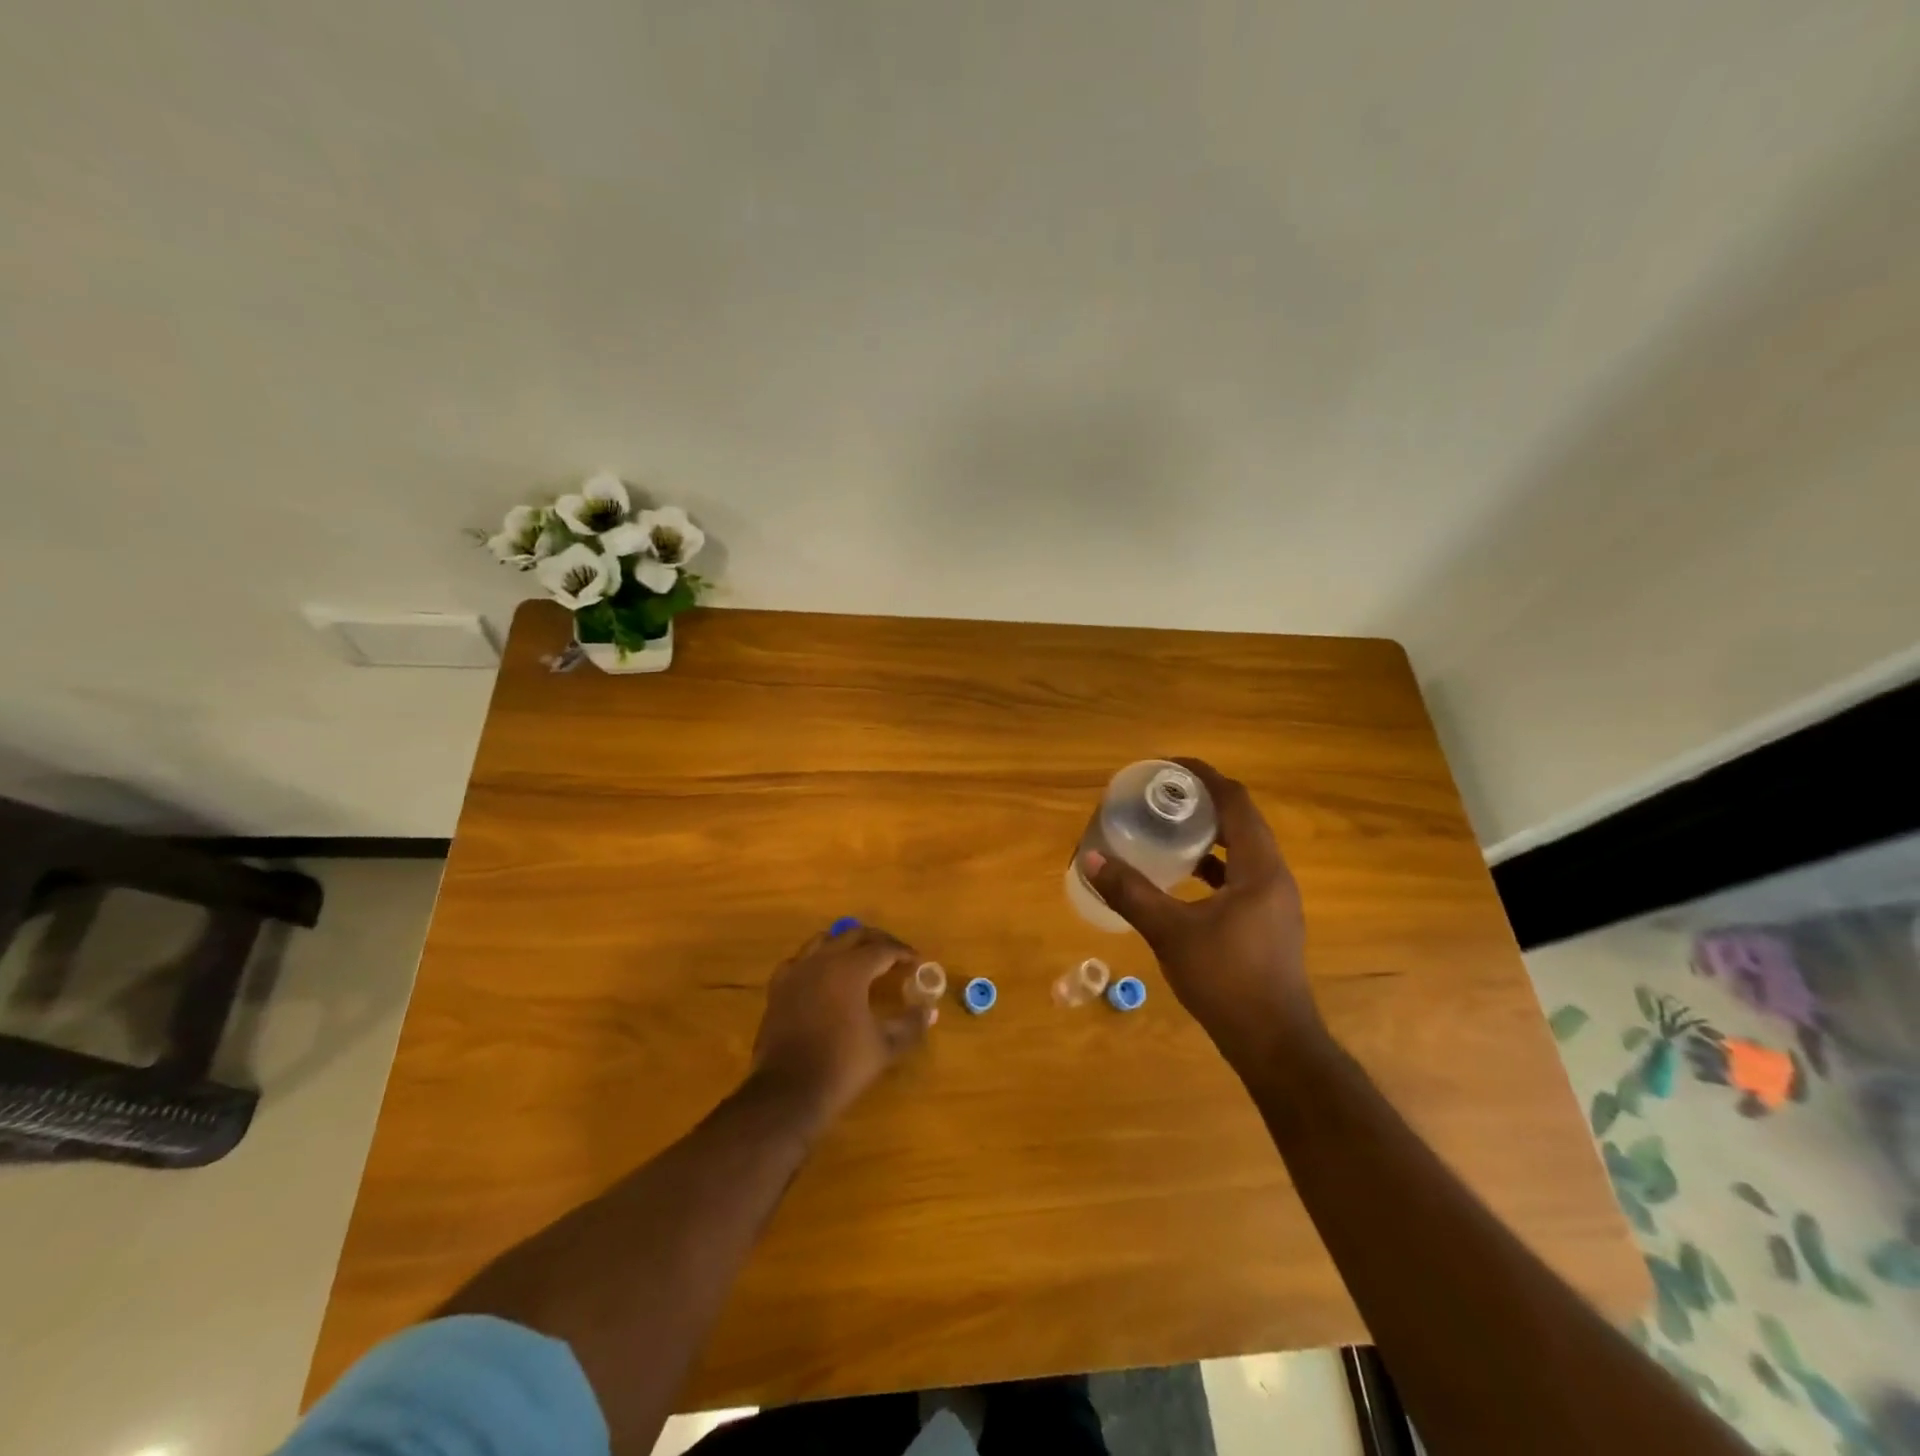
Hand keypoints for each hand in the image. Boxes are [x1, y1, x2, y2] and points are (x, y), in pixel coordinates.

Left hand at [749, 925, 933, 1127]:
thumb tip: (929, 1010)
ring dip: (845, 943)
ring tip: (860, 957)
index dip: (903, 952)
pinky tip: (822, 975)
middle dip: (877, 940)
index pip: (883, 949)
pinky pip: (799, 961)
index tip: (916, 961)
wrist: (789, 1091)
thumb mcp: (885, 1046)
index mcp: (851, 969)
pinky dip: (815, 960)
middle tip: (894, 953)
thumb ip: (911, 1024)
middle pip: (853, 935)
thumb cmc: (842, 1065)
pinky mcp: (778, 988)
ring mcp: (796, 972)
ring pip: (823, 941)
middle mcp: (822, 960)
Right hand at [1082, 758, 1319, 1067]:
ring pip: (1242, 850)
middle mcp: (1274, 876)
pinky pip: (1240, 876)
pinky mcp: (1268, 923)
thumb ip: (1131, 893)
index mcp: (1260, 868)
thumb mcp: (1171, 933)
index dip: (1204, 776)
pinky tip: (1183, 878)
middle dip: (1202, 802)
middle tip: (1161, 796)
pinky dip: (1213, 866)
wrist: (1274, 1044)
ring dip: (1208, 834)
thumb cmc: (1227, 981)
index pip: (1236, 801)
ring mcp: (1275, 902)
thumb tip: (1091, 860)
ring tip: (1167, 829)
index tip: (1168, 767)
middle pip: (1241, 821)